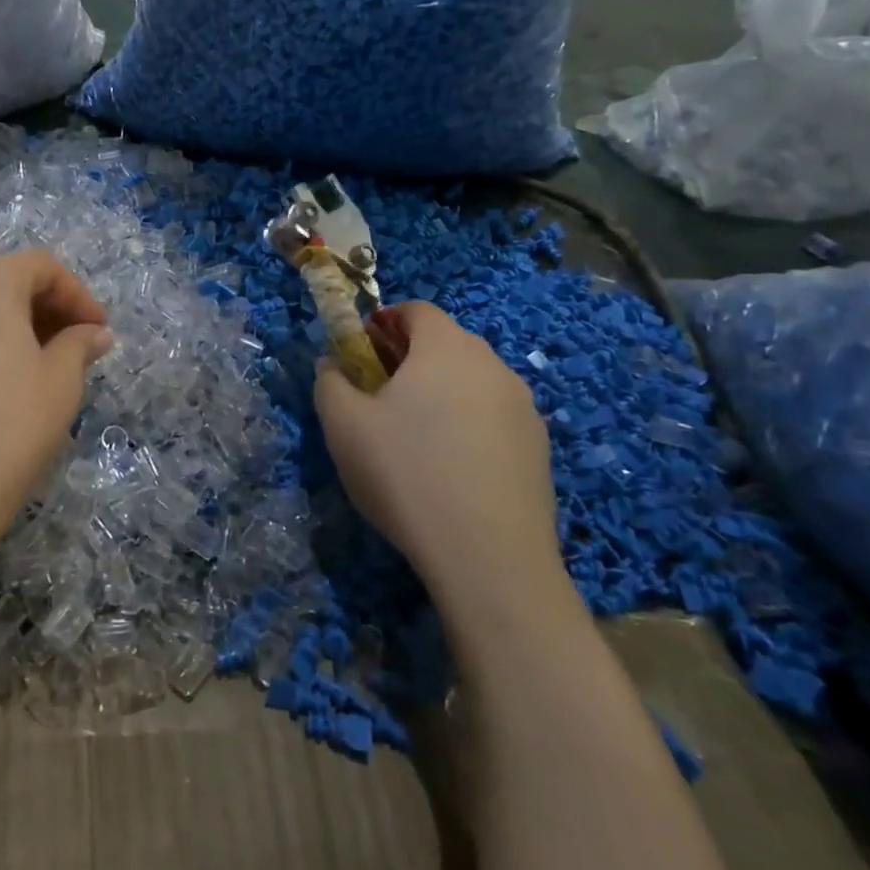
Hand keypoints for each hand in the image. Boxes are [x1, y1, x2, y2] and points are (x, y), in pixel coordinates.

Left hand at [0, 251, 112, 586]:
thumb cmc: (5, 432)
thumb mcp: (59, 386)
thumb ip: (79, 346)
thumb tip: (95, 332)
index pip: (38, 266)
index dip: (75, 293)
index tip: (96, 331)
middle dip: (39, 309)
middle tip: (66, 350)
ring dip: (1, 328)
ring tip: (23, 371)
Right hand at [315, 302, 566, 622]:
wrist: (489, 558)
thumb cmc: (406, 474)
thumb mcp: (343, 424)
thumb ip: (329, 381)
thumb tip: (334, 365)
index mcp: (446, 347)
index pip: (416, 310)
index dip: (383, 323)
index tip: (361, 355)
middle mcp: (492, 365)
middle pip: (445, 343)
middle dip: (408, 359)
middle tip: (378, 398)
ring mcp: (523, 408)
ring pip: (471, 382)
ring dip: (439, 393)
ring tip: (413, 440)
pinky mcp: (539, 449)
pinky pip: (493, 418)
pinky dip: (467, 426)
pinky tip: (449, 471)